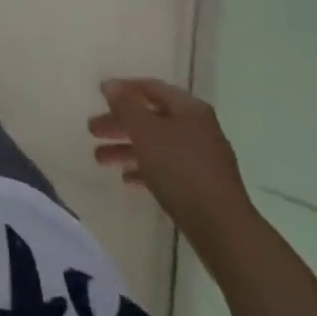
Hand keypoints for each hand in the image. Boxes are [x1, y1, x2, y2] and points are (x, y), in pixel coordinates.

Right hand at [89, 78, 253, 245]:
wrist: (223, 231)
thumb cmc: (181, 170)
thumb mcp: (145, 131)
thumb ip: (125, 105)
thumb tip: (110, 84)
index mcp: (189, 108)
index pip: (150, 87)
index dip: (123, 89)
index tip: (99, 97)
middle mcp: (198, 128)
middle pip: (151, 118)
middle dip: (120, 124)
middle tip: (92, 131)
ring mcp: (202, 159)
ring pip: (156, 145)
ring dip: (127, 149)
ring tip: (100, 159)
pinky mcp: (202, 187)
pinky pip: (167, 169)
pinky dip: (145, 169)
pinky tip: (127, 179)